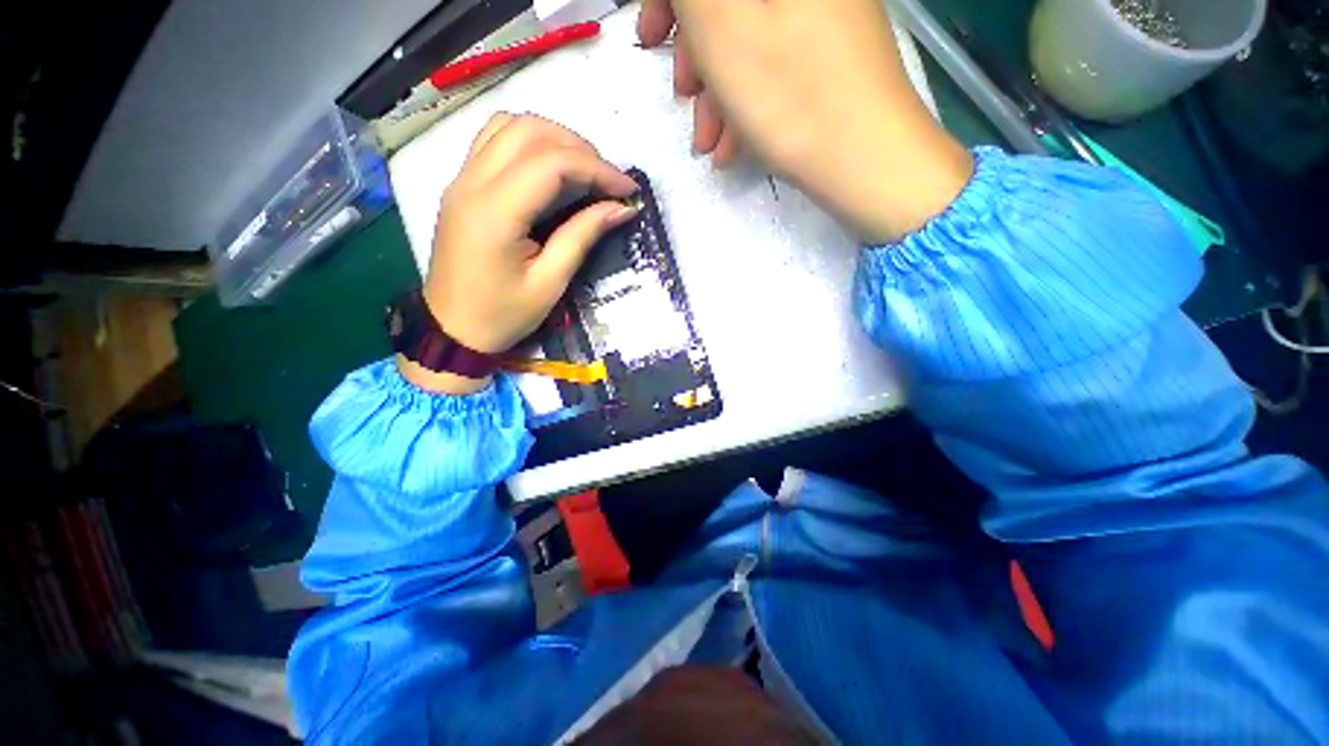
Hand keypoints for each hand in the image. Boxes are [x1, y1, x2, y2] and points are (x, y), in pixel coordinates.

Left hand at [402, 114, 639, 395]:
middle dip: (579, 148)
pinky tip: (549, 170)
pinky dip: (529, 142)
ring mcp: (462, 179)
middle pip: (530, 130)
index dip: (598, 169)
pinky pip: (494, 140)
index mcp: (495, 212)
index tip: (628, 190)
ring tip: (583, 171)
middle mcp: (472, 182)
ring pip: (510, 125)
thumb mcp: (551, 283)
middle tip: (608, 181)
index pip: (552, 162)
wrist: (452, 330)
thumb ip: (583, 237)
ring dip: (553, 138)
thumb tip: (620, 208)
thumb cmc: (503, 314)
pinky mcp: (462, 185)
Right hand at [638, 0, 972, 241]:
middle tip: (681, 93)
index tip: (653, 37)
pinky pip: (775, 61)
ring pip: (751, 36)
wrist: (867, 162)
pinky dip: (746, 97)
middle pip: (731, 1)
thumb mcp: (721, 25)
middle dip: (695, 48)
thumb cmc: (791, 94)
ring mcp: (826, 14)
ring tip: (705, 141)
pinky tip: (731, 144)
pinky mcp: (831, 53)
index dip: (672, 0)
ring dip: (717, 88)